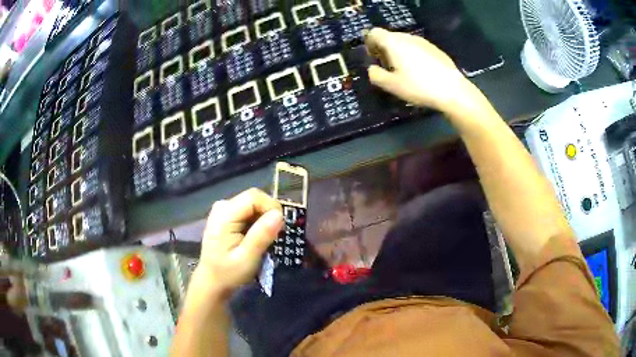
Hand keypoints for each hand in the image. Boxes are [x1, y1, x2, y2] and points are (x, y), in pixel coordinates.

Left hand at [193, 189, 282, 299]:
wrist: (212, 282)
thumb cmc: (228, 273)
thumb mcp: (247, 258)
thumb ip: (261, 235)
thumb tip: (279, 215)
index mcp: (224, 214)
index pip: (254, 197)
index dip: (271, 207)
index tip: (280, 228)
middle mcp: (222, 206)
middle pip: (254, 198)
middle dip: (268, 215)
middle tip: (274, 236)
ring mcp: (223, 210)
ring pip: (253, 204)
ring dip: (263, 220)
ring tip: (265, 240)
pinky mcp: (226, 215)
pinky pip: (248, 211)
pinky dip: (257, 222)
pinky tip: (255, 238)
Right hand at [364, 28, 476, 113]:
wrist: (452, 90)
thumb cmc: (419, 86)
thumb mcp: (392, 86)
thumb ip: (376, 75)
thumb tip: (372, 69)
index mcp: (393, 43)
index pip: (374, 33)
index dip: (369, 43)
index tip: (373, 58)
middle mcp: (407, 37)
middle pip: (389, 36)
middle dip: (384, 48)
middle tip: (387, 67)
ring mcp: (423, 42)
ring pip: (404, 42)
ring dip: (399, 52)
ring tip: (405, 71)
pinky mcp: (435, 49)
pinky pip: (417, 48)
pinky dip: (413, 55)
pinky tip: (421, 72)